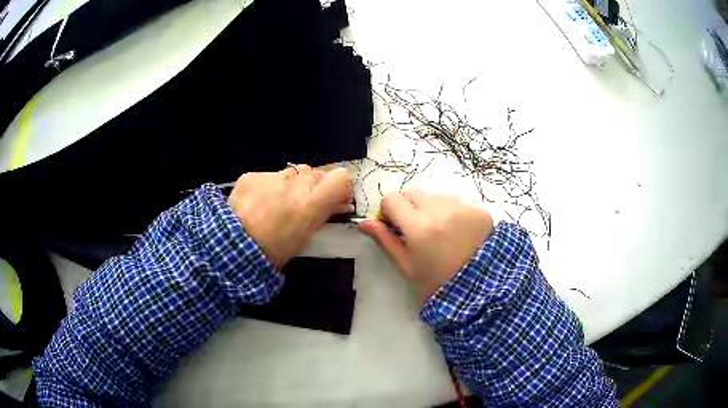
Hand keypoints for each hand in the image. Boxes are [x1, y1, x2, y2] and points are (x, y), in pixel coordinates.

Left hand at [228, 165, 351, 268]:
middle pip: (315, 173)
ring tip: (278, 202)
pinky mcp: (251, 176)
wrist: (232, 247)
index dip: (340, 186)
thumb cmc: (273, 252)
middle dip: (314, 187)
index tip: (335, 197)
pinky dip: (268, 186)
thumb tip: (338, 203)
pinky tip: (258, 201)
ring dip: (291, 184)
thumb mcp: (304, 238)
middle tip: (303, 203)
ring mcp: (270, 178)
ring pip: (292, 172)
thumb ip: (322, 215)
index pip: (339, 178)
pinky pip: (268, 175)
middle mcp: (293, 185)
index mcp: (309, 205)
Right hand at [359, 189, 493, 302]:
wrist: (481, 290)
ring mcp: (461, 207)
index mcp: (418, 227)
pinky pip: (455, 200)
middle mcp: (439, 210)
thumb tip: (364, 222)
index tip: (394, 227)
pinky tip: (457, 231)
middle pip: (412, 192)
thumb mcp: (407, 267)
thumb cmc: (438, 283)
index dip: (388, 211)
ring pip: (434, 195)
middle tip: (415, 229)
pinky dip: (450, 210)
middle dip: (408, 207)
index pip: (392, 199)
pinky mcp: (478, 209)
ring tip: (439, 231)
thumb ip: (385, 241)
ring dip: (430, 207)